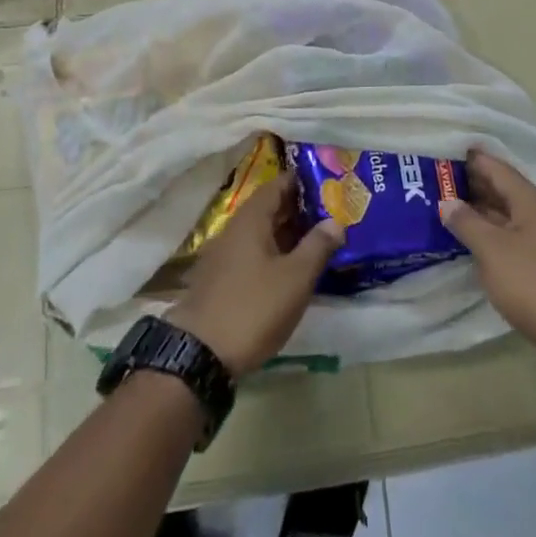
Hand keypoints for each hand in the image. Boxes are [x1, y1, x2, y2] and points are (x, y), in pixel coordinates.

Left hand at [167, 173, 342, 376]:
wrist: (200, 354)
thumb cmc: (254, 307)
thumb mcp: (295, 278)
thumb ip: (317, 246)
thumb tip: (335, 220)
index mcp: (251, 219)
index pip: (277, 185)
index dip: (303, 182)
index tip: (329, 184)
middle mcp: (234, 229)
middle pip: (269, 209)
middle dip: (299, 209)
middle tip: (332, 214)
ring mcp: (224, 255)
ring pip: (261, 234)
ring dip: (288, 234)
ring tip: (319, 241)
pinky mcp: (220, 280)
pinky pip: (252, 254)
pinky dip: (274, 254)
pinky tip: (292, 271)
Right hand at [439, 150, 535, 349]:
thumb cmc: (530, 281)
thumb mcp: (491, 249)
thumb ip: (466, 222)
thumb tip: (447, 202)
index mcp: (532, 200)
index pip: (498, 169)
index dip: (474, 159)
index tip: (448, 151)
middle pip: (505, 189)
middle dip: (475, 184)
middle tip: (441, 179)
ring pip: (509, 213)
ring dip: (482, 209)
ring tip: (450, 206)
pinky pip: (514, 233)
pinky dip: (493, 229)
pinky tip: (474, 236)